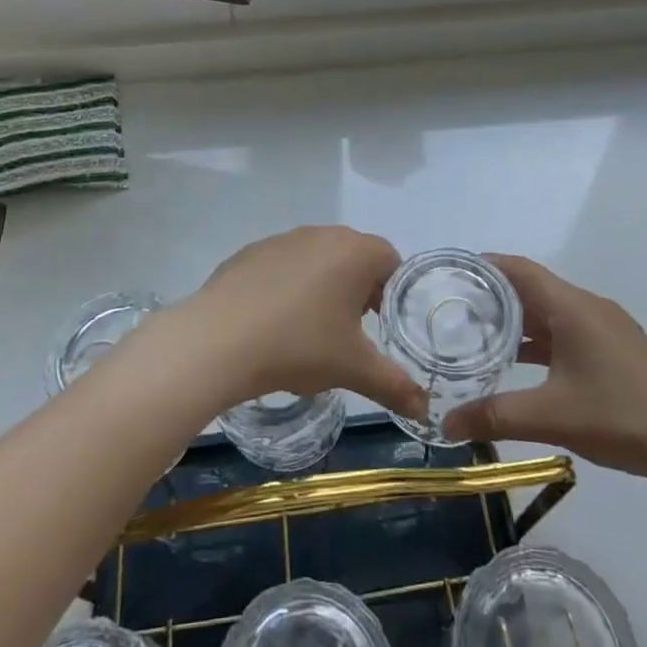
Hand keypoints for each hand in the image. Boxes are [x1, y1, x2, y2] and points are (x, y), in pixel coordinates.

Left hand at [175, 226, 427, 418]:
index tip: (379, 325)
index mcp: (355, 252)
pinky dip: (286, 287)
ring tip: (309, 330)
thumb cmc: (300, 345)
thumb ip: (394, 386)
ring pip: (317, 259)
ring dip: (322, 286)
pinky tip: (273, 322)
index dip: (391, 292)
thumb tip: (425, 411)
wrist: (220, 338)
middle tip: (348, 331)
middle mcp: (322, 235)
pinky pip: (282, 265)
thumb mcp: (353, 369)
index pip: (390, 260)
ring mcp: (283, 240)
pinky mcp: (251, 252)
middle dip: (357, 289)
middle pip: (354, 256)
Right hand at [442, 255, 646, 486]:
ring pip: (551, 313)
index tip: (451, 275)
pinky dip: (540, 340)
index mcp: (572, 307)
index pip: (519, 269)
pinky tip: (522, 365)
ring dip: (518, 322)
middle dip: (494, 297)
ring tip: (478, 336)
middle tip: (454, 311)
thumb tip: (446, 423)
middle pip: (533, 289)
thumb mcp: (550, 416)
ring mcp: (606, 329)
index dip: (484, 266)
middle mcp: (588, 307)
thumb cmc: (620, 416)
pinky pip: (568, 332)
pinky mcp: (617, 351)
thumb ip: (494, 415)